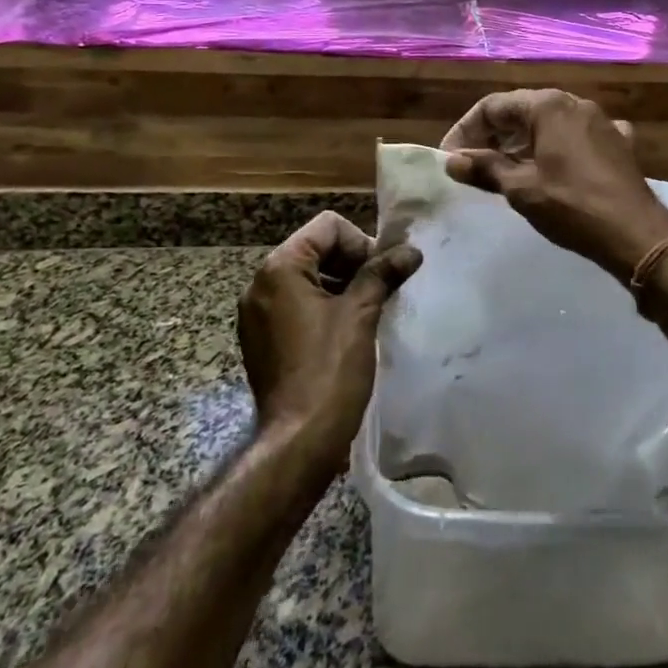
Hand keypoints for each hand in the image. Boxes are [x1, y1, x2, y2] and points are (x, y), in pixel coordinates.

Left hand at [238, 212, 420, 468]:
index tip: (381, 273)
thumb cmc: (330, 370)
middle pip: (316, 249)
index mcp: (280, 269)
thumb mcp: (361, 314)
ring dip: (341, 285)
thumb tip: (410, 251)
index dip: (361, 243)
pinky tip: (348, 331)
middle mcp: (260, 284)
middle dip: (352, 263)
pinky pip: (297, 305)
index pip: (327, 227)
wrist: (299, 440)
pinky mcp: (262, 339)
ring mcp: (257, 314)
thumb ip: (382, 273)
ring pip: (308, 278)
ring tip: (369, 311)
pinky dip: (324, 307)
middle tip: (381, 290)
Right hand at [441, 89, 667, 279]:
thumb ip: (485, 169)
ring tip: (503, 170)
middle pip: (522, 111)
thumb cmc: (572, 206)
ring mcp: (601, 122)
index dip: (466, 130)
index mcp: (549, 106)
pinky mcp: (618, 143)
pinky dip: (556, 149)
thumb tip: (452, 161)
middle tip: (471, 165)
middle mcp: (575, 103)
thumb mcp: (521, 189)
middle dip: (492, 136)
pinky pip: (576, 138)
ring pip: (550, 124)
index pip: (493, 106)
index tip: (450, 158)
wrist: (636, 233)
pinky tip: (551, 169)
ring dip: (522, 143)